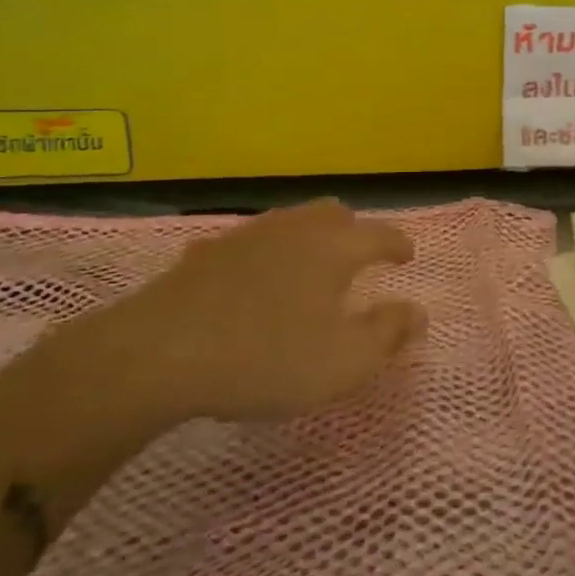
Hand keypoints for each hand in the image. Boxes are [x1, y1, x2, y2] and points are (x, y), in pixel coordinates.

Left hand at [65, 198, 423, 425]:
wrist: (157, 354)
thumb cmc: (265, 357)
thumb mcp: (343, 361)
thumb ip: (388, 333)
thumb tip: (417, 311)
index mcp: (334, 248)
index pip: (380, 234)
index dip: (398, 244)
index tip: (407, 256)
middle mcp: (294, 229)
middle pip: (333, 214)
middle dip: (355, 231)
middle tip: (360, 258)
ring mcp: (246, 236)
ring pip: (291, 222)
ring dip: (310, 238)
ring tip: (311, 268)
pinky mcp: (206, 254)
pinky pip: (252, 243)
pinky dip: (268, 255)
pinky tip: (255, 280)